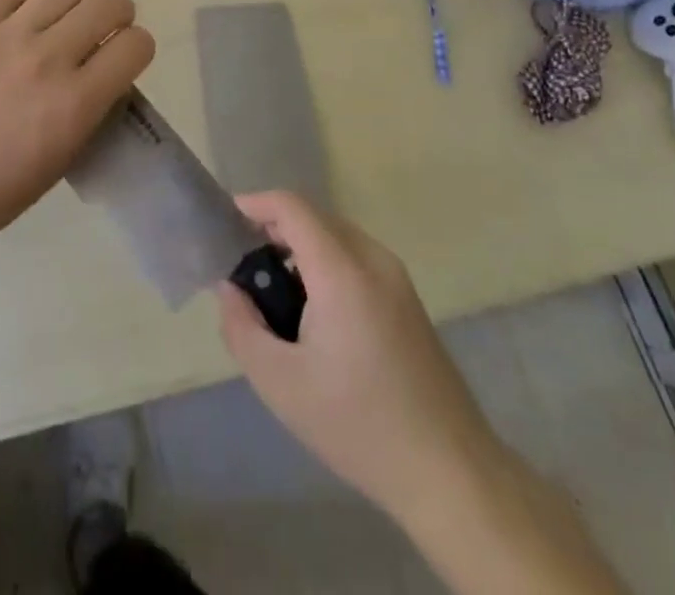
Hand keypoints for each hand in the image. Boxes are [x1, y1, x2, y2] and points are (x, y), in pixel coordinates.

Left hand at [0, 0, 153, 257]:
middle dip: (119, 12)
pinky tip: (32, 6)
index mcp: (75, 104)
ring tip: (68, 13)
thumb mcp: (61, 161)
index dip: (138, 48)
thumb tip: (104, 74)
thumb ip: (89, 110)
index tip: (126, 58)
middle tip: (104, 29)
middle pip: (109, 1)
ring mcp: (7, 35)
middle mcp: (48, 59)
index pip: (136, 45)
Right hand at [216, 192, 490, 527]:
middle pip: (313, 218)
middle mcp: (372, 259)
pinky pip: (355, 258)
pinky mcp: (407, 298)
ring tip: (274, 297)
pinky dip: (324, 265)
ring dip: (299, 249)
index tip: (224, 226)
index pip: (291, 207)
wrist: (450, 471)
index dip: (254, 204)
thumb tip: (231, 288)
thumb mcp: (281, 384)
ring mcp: (396, 277)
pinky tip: (314, 316)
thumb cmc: (358, 424)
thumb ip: (242, 327)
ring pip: (335, 237)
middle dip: (273, 230)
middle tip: (244, 270)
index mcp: (342, 270)